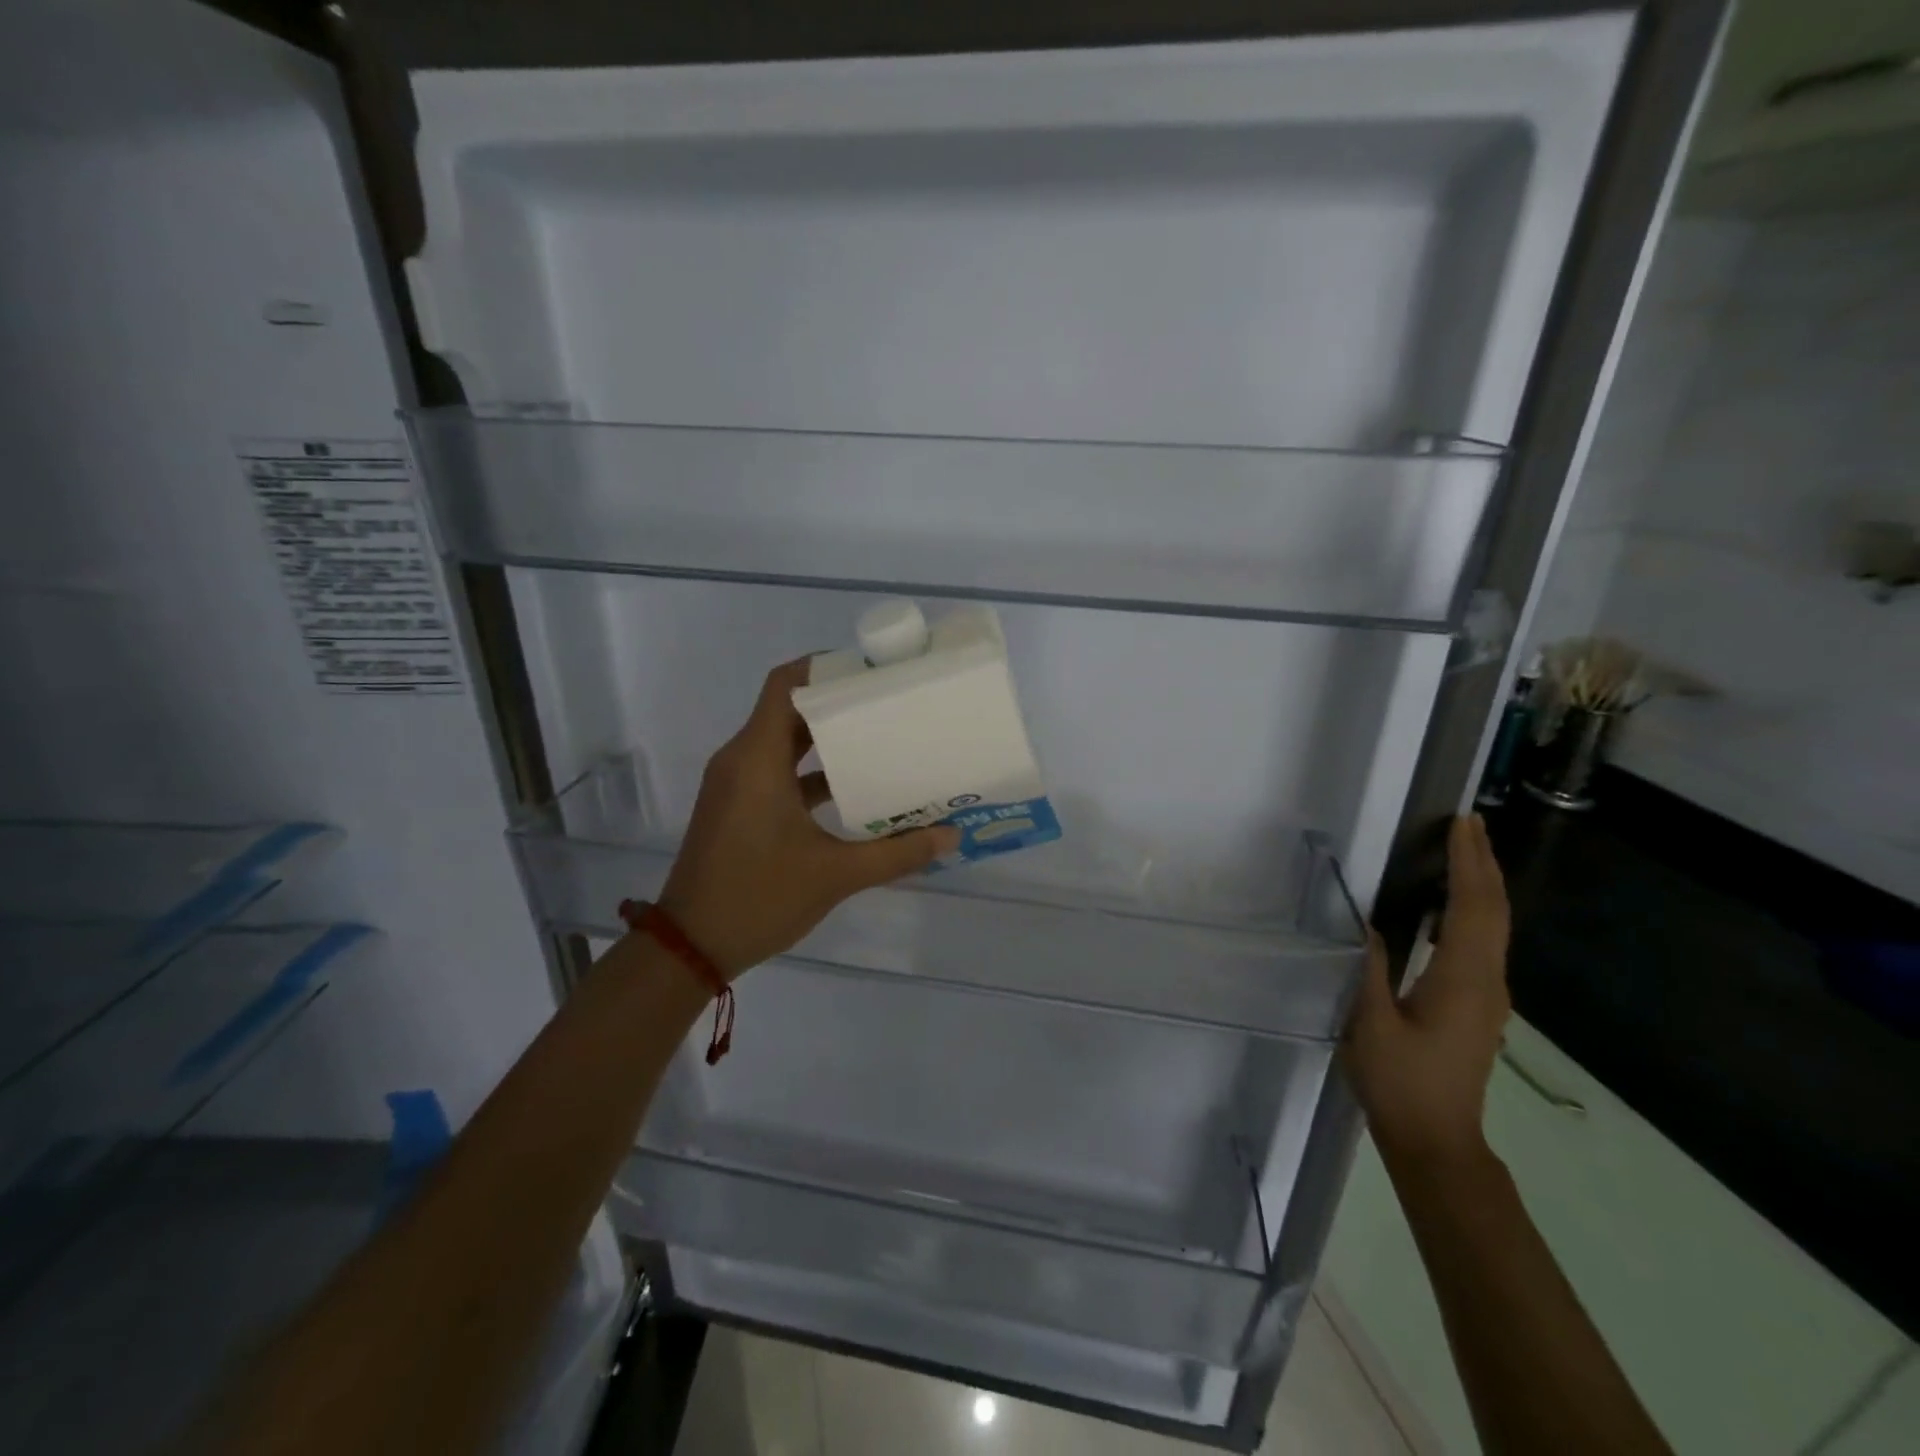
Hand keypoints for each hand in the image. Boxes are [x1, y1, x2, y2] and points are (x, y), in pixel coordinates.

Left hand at [656, 659, 959, 976]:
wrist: (690, 946)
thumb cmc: (759, 896)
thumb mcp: (836, 874)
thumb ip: (897, 852)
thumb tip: (950, 836)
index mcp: (757, 758)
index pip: (786, 684)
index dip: (825, 667)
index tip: (870, 669)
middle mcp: (742, 759)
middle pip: (790, 709)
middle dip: (837, 703)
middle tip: (888, 703)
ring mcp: (736, 784)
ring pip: (784, 742)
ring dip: (827, 739)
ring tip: (879, 738)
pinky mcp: (738, 806)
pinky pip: (776, 770)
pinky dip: (811, 771)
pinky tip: (853, 788)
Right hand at [1342, 813, 1511, 1169]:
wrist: (1436, 1142)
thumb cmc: (1400, 1083)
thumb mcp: (1371, 1024)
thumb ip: (1368, 968)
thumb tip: (1366, 922)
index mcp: (1463, 981)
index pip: (1472, 908)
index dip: (1469, 863)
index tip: (1463, 824)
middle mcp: (1487, 982)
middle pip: (1493, 912)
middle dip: (1483, 864)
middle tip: (1469, 823)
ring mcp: (1488, 995)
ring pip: (1493, 927)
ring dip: (1481, 884)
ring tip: (1464, 851)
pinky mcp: (1478, 1005)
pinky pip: (1482, 943)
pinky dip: (1473, 909)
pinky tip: (1455, 904)